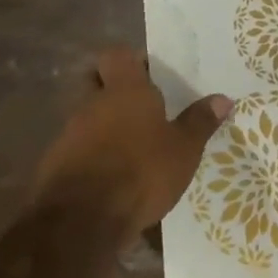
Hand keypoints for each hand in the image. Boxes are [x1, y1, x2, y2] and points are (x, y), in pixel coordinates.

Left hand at [35, 49, 232, 231]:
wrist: (81, 222)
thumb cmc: (141, 172)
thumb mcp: (184, 149)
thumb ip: (200, 121)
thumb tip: (222, 98)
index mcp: (124, 91)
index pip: (117, 55)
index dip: (131, 59)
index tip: (152, 72)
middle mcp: (91, 105)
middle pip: (95, 82)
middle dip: (113, 89)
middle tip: (142, 105)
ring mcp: (68, 136)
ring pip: (86, 118)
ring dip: (105, 126)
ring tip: (133, 146)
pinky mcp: (55, 167)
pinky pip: (78, 150)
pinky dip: (94, 156)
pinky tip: (114, 176)